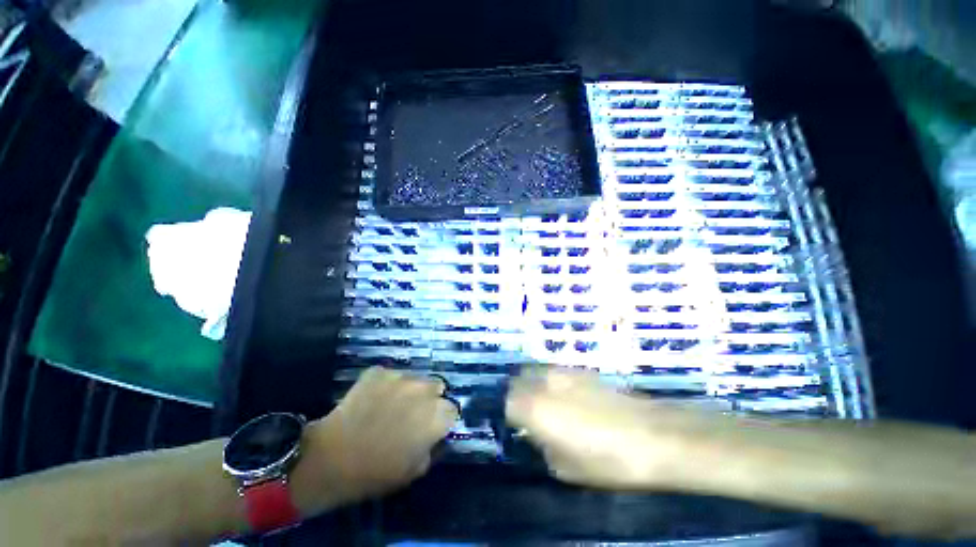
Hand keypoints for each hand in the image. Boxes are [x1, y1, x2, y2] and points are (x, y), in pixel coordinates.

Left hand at [291, 367, 457, 514]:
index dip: (443, 419)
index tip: (432, 427)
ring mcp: (401, 377)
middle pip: (437, 386)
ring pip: (416, 378)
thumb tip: (434, 435)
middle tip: (413, 414)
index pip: (452, 409)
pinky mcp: (380, 372)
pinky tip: (374, 400)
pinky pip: (392, 376)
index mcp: (436, 414)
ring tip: (392, 405)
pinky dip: (387, 385)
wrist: (330, 459)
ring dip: (410, 390)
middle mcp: (424, 389)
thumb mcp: (414, 470)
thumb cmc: (375, 472)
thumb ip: (432, 447)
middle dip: (430, 398)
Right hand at [506, 369, 704, 490]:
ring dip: (534, 386)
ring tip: (547, 405)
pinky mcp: (581, 369)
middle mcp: (544, 382)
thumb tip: (537, 434)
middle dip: (517, 395)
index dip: (509, 416)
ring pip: (536, 372)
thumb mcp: (565, 468)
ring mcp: (563, 371)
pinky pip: (556, 372)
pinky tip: (569, 398)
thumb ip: (542, 446)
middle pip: (518, 381)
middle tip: (528, 414)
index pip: (506, 402)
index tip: (517, 427)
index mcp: (534, 407)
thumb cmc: (607, 460)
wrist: (653, 435)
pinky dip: (553, 382)